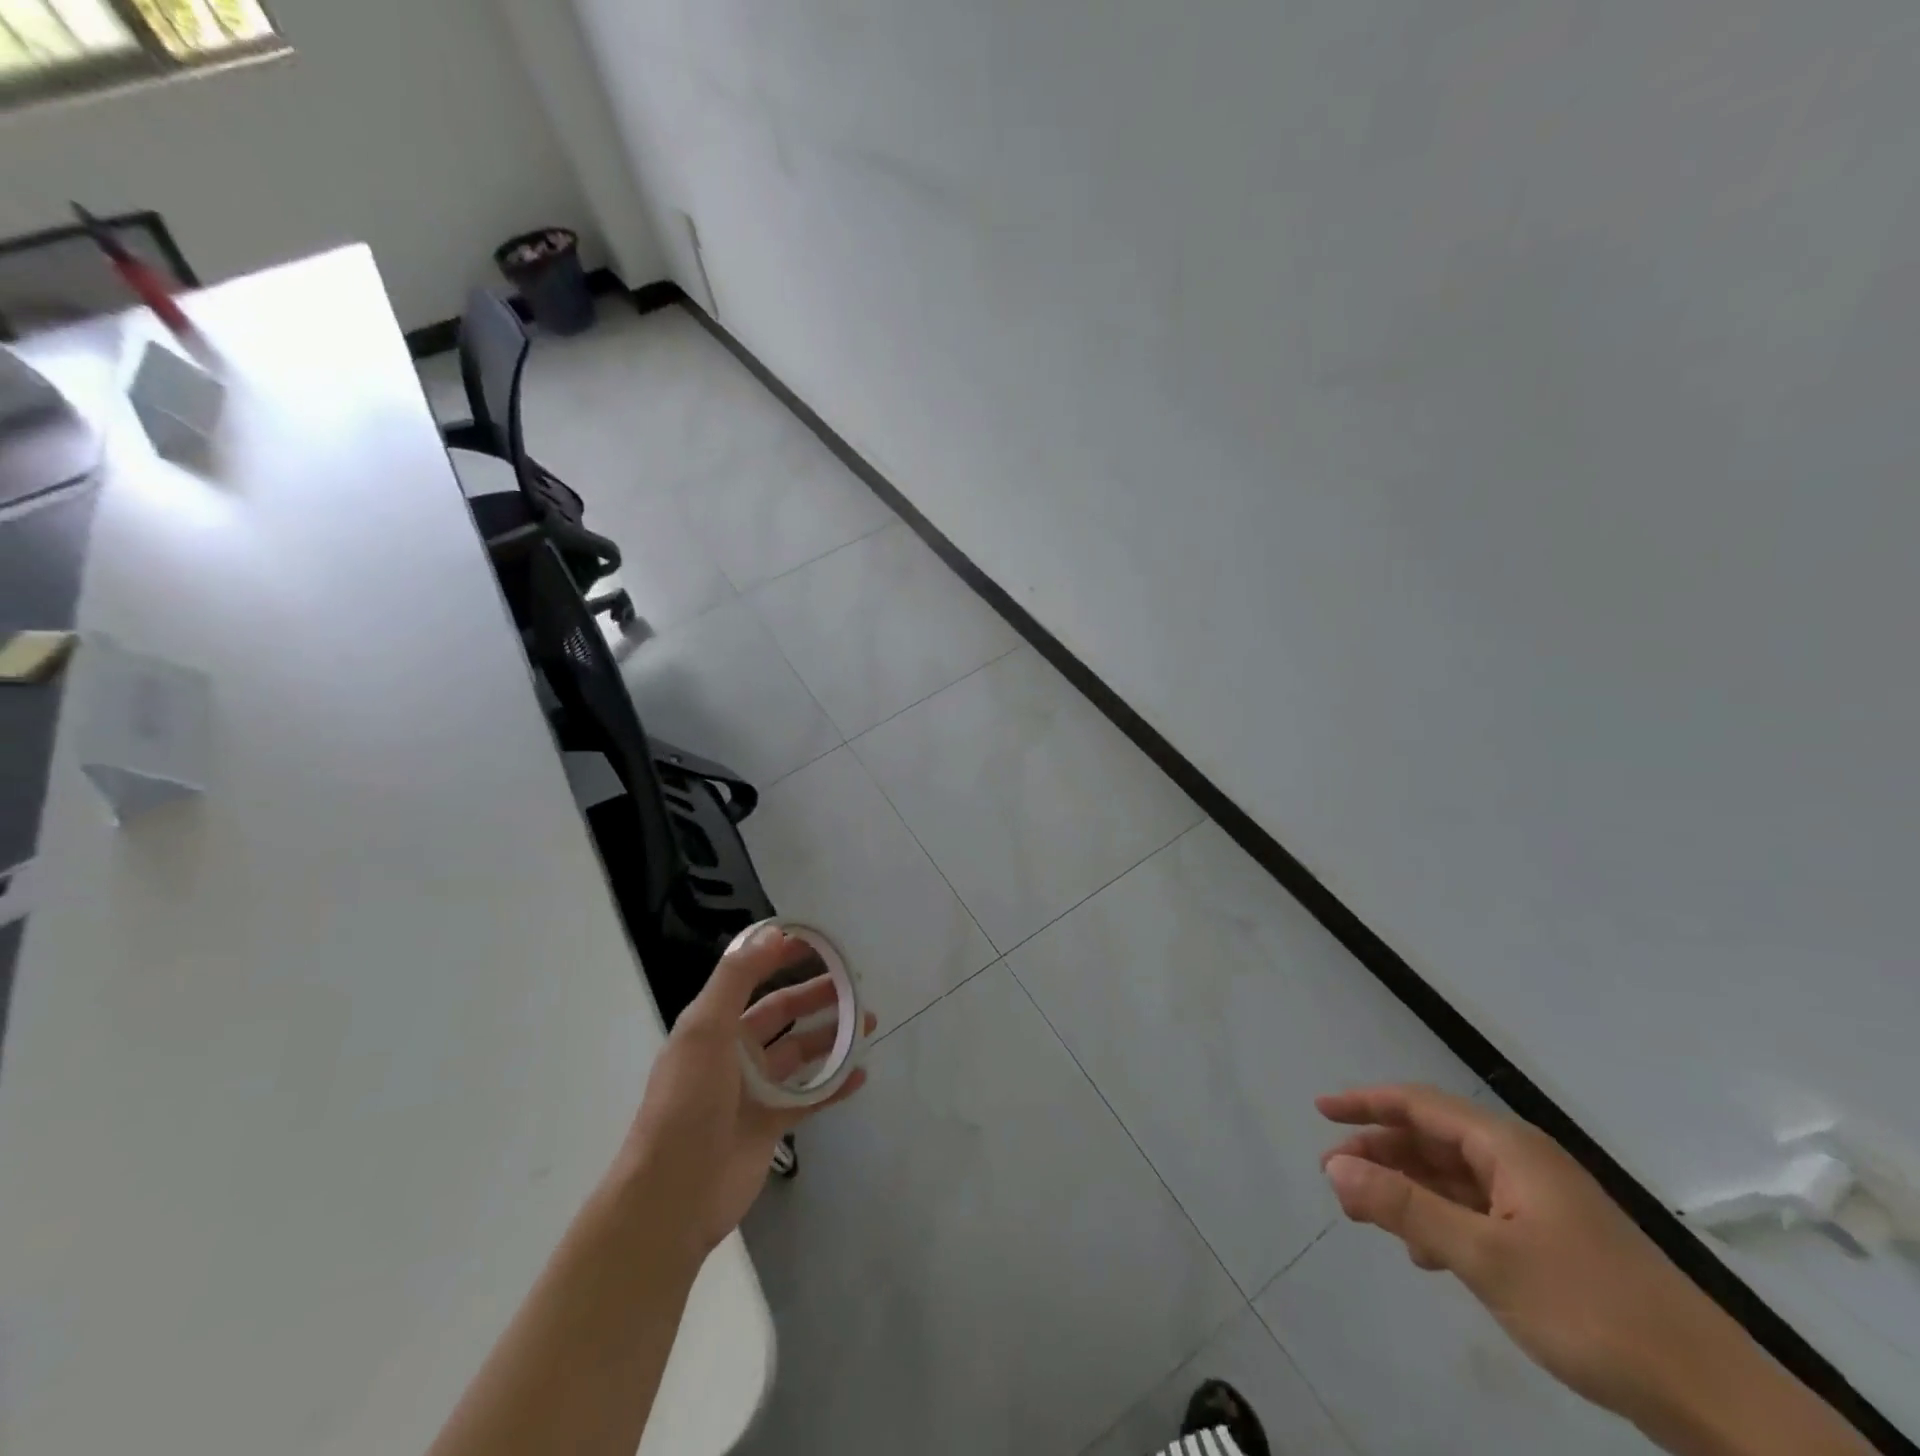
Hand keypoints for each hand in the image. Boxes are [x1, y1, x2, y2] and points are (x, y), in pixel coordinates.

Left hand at [619, 926, 873, 1265]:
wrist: (673, 1195)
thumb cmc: (688, 1102)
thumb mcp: (706, 1028)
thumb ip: (738, 977)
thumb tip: (772, 932)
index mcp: (716, 1025)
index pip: (755, 978)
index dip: (783, 957)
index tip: (820, 943)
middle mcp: (736, 1051)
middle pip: (786, 1014)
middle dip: (820, 996)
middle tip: (857, 985)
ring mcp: (756, 1090)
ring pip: (803, 1052)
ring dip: (835, 1036)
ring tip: (870, 1023)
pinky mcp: (772, 1125)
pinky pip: (811, 1096)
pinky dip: (836, 1083)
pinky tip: (862, 1073)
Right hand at [1316, 1085, 1748, 1425]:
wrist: (1714, 1397)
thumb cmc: (1590, 1309)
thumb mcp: (1484, 1257)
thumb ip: (1404, 1206)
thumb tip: (1334, 1166)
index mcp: (1508, 1148)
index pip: (1419, 1104)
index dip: (1365, 1103)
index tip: (1319, 1111)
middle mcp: (1522, 1161)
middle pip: (1433, 1139)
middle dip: (1381, 1154)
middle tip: (1335, 1179)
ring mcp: (1540, 1202)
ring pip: (1453, 1178)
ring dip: (1407, 1190)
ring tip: (1367, 1217)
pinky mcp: (1553, 1240)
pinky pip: (1478, 1212)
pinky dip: (1441, 1221)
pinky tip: (1425, 1254)